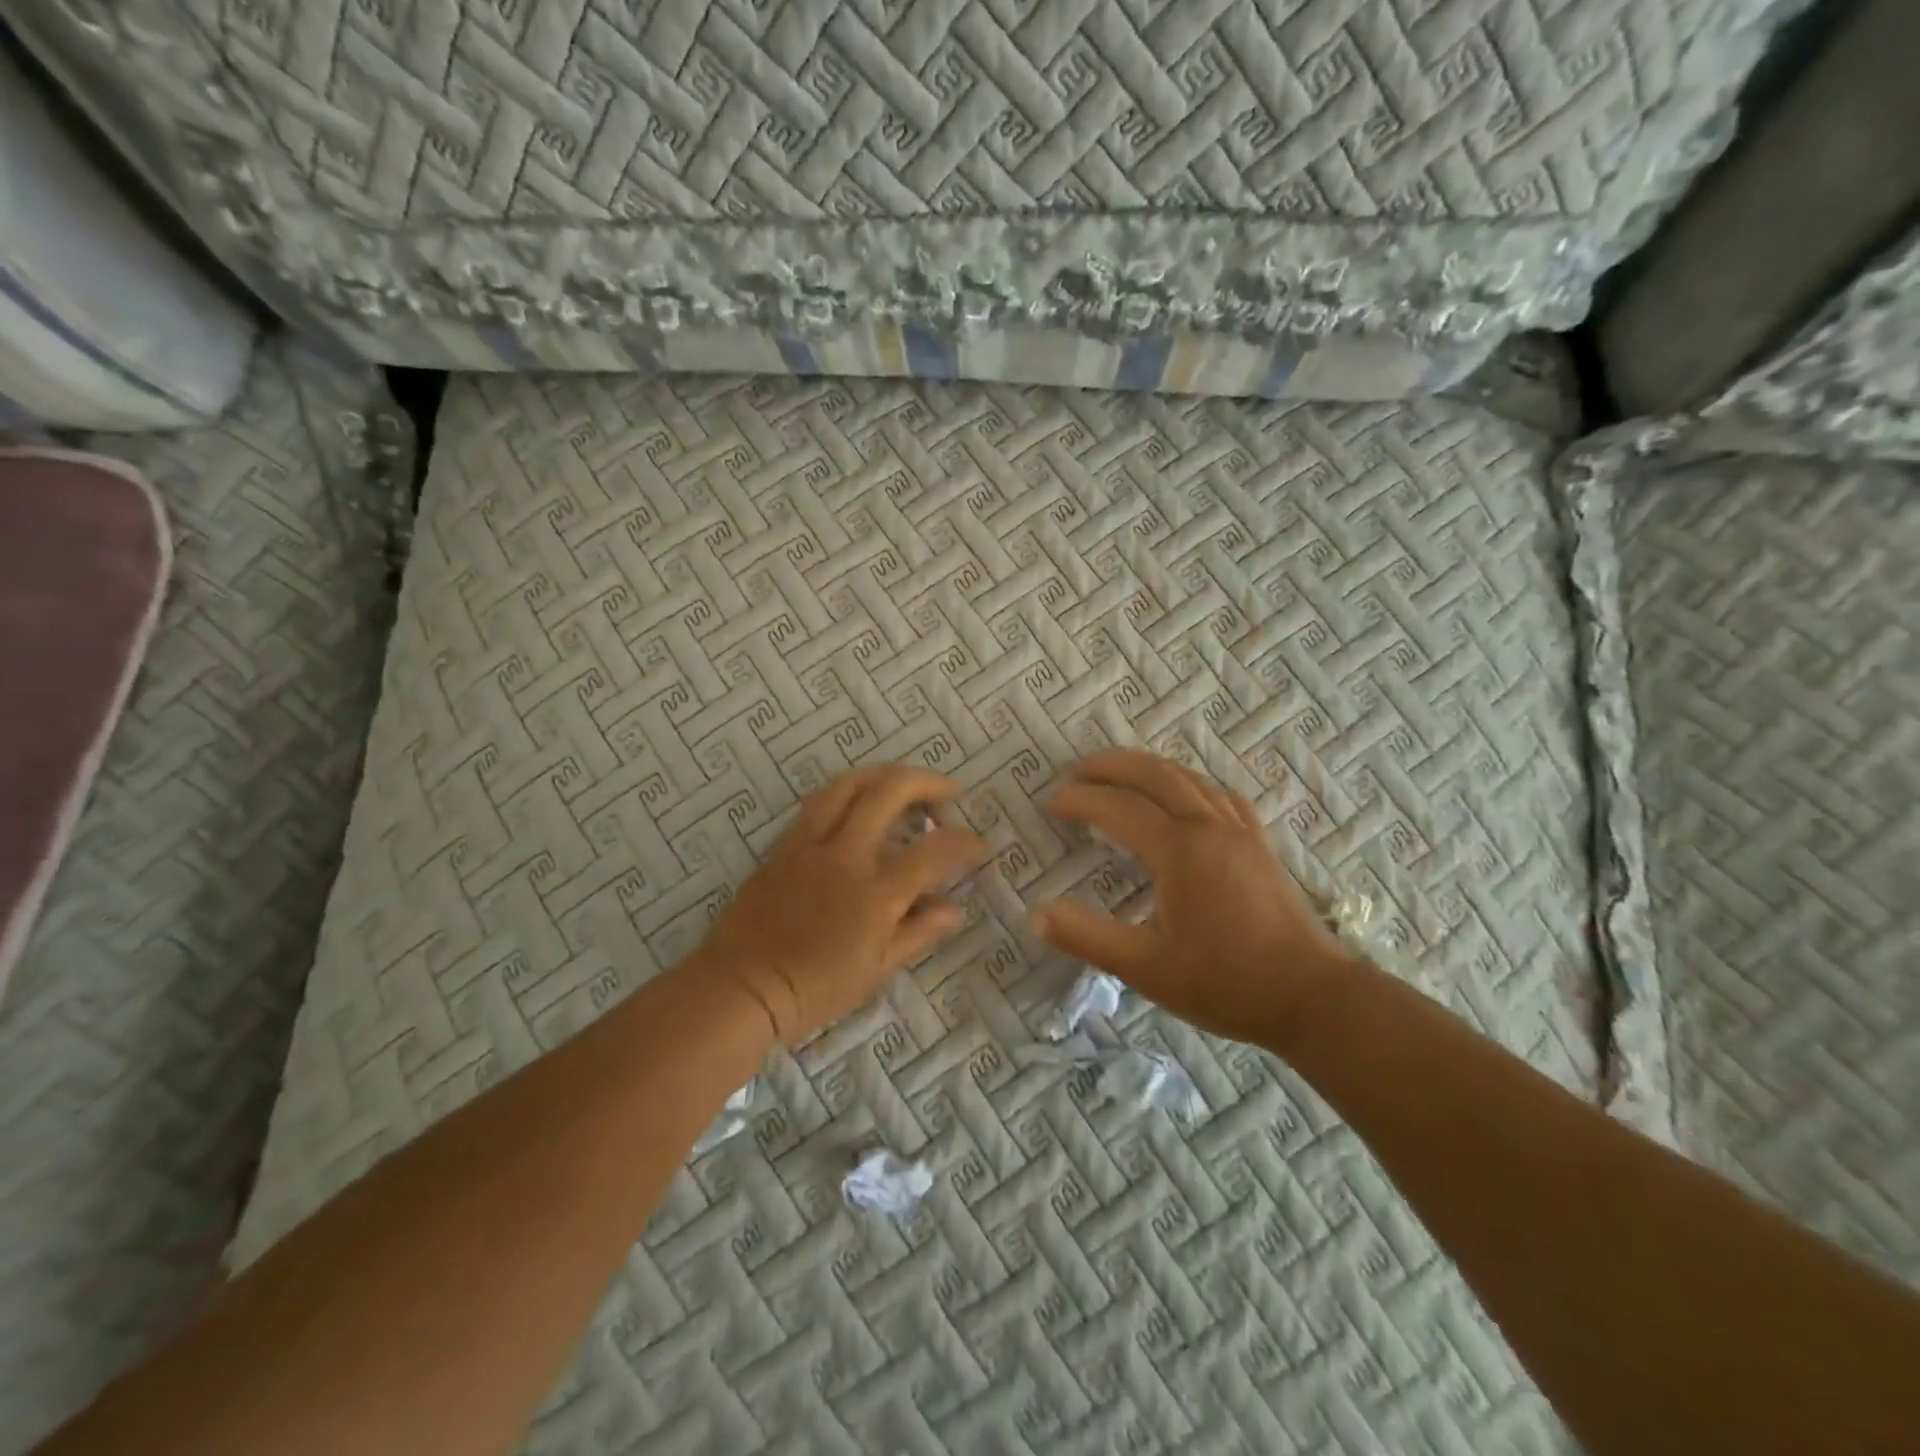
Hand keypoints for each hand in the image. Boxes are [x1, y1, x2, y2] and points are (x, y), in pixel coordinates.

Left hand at [697, 765, 987, 1042]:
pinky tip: (859, 803)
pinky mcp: (784, 844)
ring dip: (884, 775)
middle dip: (927, 782)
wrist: (742, 987)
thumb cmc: (814, 989)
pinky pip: (819, 801)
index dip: (964, 842)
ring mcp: (810, 844)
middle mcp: (844, 856)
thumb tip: (954, 908)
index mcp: (874, 894)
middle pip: (889, 792)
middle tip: (948, 792)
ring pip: (848, 784)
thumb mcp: (875, 971)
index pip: (932, 852)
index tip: (978, 845)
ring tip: (904, 784)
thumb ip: (918, 932)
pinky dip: (849, 791)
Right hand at [1030, 750, 1356, 1049]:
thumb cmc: (1226, 983)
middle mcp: (1209, 826)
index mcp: (1179, 850)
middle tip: (1076, 771)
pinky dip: (1189, 782)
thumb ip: (1088, 937)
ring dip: (1147, 768)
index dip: (1080, 800)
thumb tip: (1035, 915)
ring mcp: (1239, 831)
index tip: (1050, 803)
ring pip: (1188, 777)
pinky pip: (1219, 794)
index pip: (1118, 807)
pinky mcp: (1259, 844)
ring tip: (1119, 774)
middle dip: (1111, 765)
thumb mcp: (1146, 968)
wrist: (1314, 997)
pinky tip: (1185, 795)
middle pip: (1154, 774)